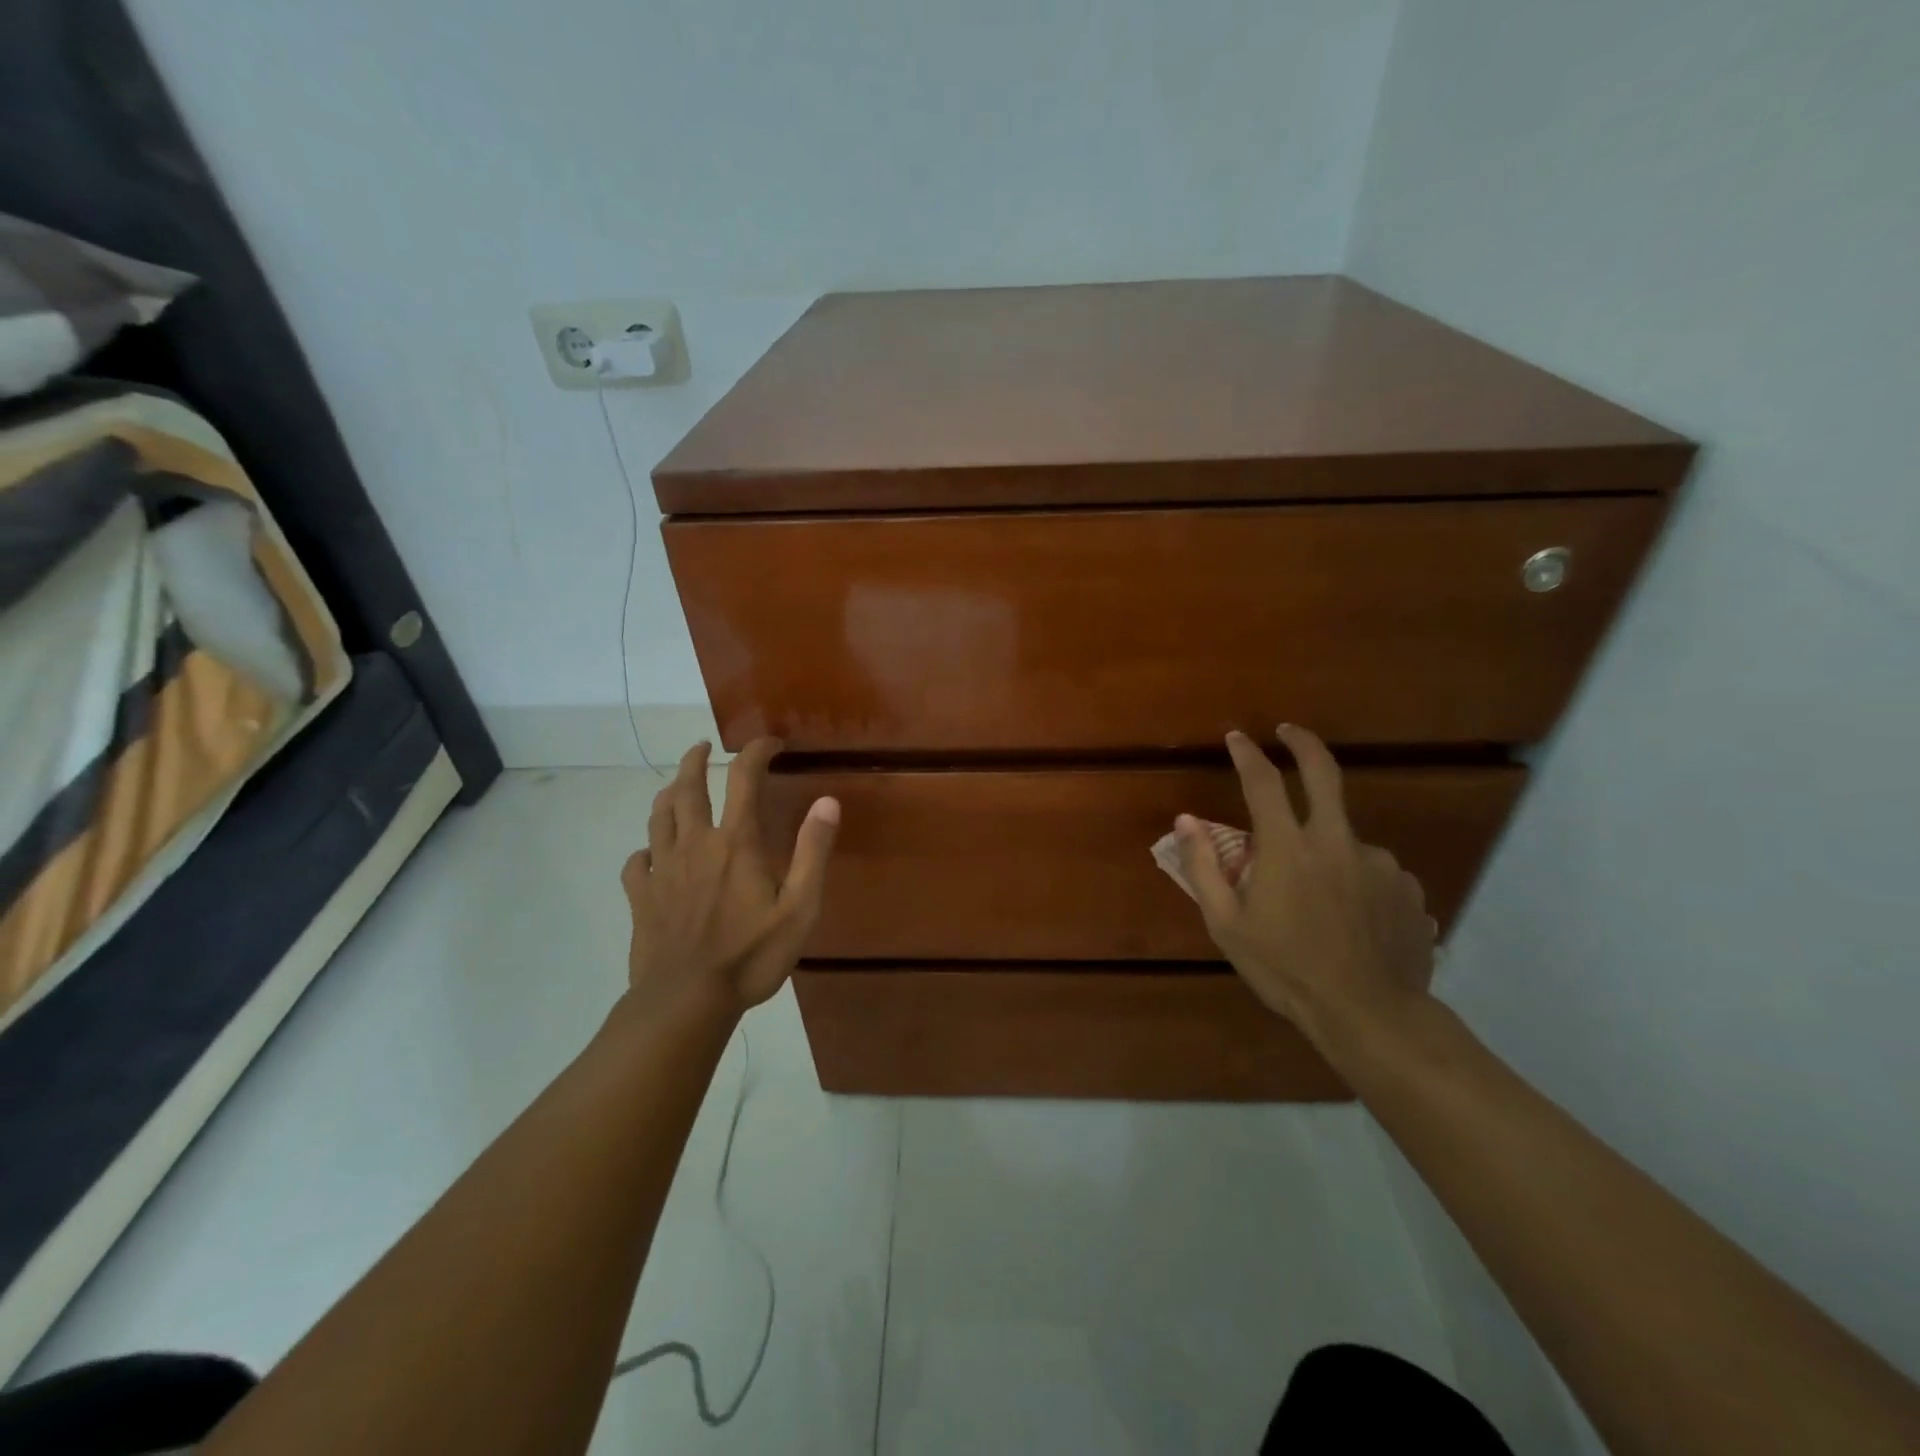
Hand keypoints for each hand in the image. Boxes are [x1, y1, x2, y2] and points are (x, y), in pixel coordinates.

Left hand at [619, 737, 839, 1021]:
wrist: (686, 1000)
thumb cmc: (751, 955)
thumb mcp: (799, 907)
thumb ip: (812, 852)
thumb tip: (827, 801)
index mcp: (735, 842)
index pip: (744, 779)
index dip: (756, 752)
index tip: (770, 744)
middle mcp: (695, 844)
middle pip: (688, 788)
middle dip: (695, 761)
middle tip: (702, 748)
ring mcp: (662, 870)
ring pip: (658, 817)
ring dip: (667, 794)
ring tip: (675, 787)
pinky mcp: (641, 897)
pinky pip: (635, 862)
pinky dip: (644, 850)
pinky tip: (650, 855)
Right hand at [1179, 725, 1436, 1044]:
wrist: (1370, 1015)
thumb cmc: (1286, 970)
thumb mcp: (1226, 925)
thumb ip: (1203, 867)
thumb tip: (1185, 821)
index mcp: (1288, 848)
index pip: (1263, 782)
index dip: (1247, 754)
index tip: (1237, 737)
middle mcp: (1337, 842)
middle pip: (1324, 773)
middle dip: (1303, 743)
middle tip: (1289, 732)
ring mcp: (1379, 863)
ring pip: (1345, 840)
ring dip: (1327, 851)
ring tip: (1318, 901)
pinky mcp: (1408, 888)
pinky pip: (1374, 873)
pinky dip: (1356, 882)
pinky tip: (1351, 919)